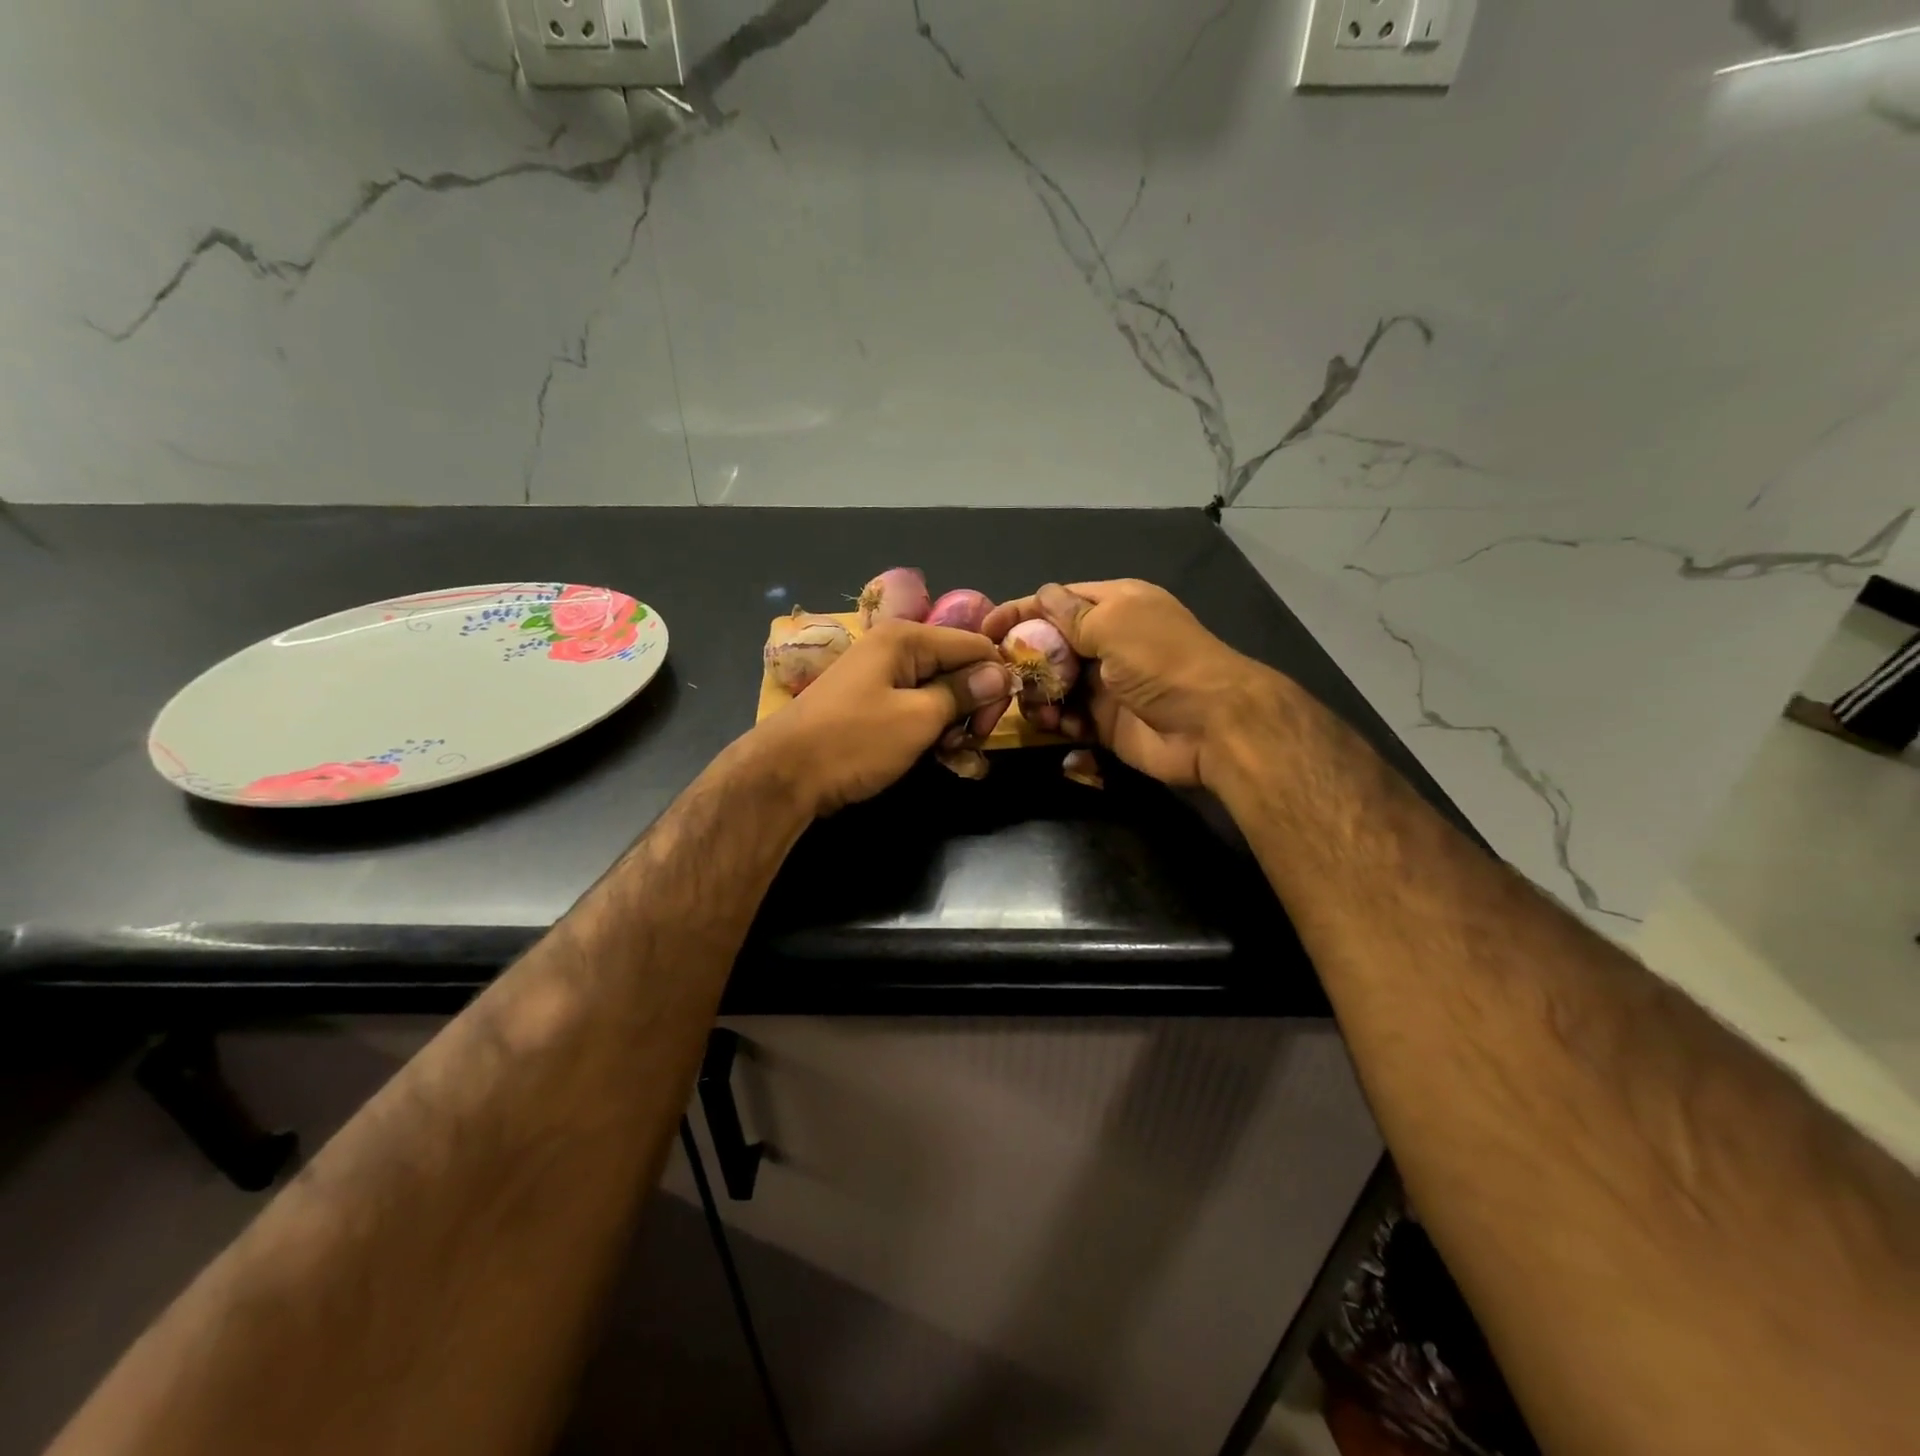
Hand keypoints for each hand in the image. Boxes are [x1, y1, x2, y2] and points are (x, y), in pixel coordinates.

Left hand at [751, 620, 1015, 814]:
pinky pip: (916, 707)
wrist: (784, 774)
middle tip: (968, 743)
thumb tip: (1002, 674)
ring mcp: (880, 676)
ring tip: (947, 754)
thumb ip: (963, 693)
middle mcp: (894, 648)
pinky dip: (930, 729)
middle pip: (958, 667)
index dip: (995, 681)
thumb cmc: (854, 741)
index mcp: (906, 638)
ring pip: (939, 691)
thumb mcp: (918, 718)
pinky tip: (933, 755)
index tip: (991, 723)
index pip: (975, 645)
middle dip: (972, 705)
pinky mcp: (872, 703)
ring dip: (952, 722)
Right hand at [982, 580, 1281, 789]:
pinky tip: (1057, 726)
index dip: (1021, 611)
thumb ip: (1072, 615)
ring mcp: (1107, 683)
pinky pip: (1069, 718)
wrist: (1212, 726)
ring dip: (1037, 694)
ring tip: (1034, 706)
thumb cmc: (1162, 663)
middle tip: (1003, 676)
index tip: (985, 629)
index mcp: (1115, 606)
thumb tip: (1041, 595)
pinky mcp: (1106, 722)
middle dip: (1024, 659)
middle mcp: (1108, 642)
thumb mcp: (1115, 625)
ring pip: (1054, 684)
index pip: (1057, 601)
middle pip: (1051, 645)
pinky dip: (1057, 721)